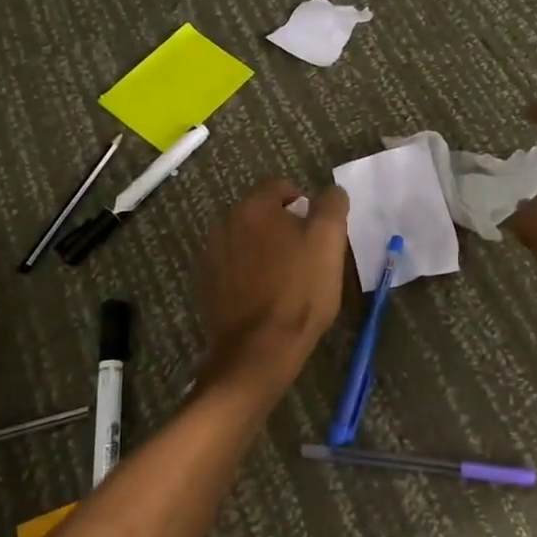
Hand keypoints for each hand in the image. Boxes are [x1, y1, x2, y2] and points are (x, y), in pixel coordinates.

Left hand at [196, 180, 350, 394]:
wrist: (260, 349)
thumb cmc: (300, 291)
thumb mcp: (329, 242)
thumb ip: (331, 206)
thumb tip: (331, 191)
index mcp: (254, 207)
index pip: (280, 187)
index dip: (303, 203)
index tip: (318, 230)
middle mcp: (225, 223)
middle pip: (260, 213)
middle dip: (282, 227)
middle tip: (305, 254)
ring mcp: (210, 255)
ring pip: (245, 240)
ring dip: (263, 249)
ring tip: (285, 277)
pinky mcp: (205, 285)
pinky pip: (231, 267)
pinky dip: (246, 273)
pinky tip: (263, 295)